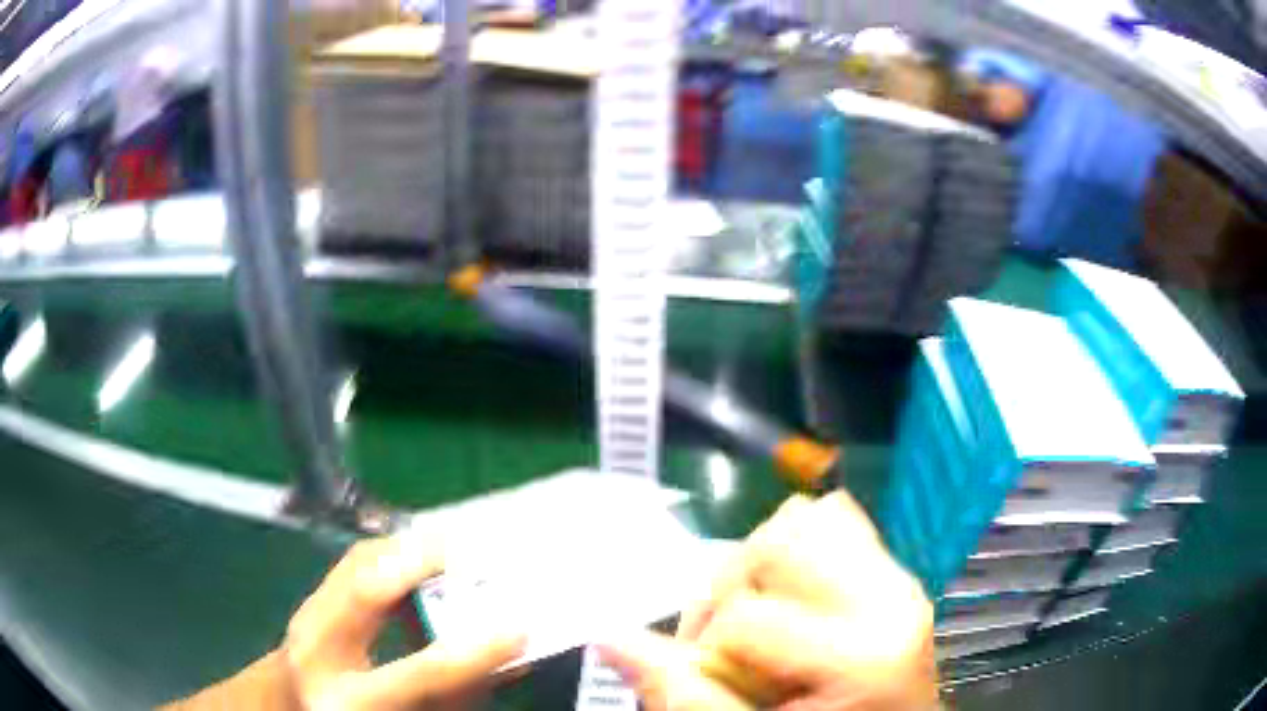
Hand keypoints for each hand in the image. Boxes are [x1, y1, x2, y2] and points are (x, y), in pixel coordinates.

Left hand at [165, 531, 525, 710]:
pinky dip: (391, 552)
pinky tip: (417, 556)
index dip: (473, 652)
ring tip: (454, 550)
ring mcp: (305, 618)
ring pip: (358, 565)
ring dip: (408, 549)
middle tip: (472, 553)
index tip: (519, 628)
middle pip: (366, 591)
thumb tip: (508, 660)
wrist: (290, 707)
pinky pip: (354, 563)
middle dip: (420, 562)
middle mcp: (318, 654)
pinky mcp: (308, 598)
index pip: (418, 673)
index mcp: (350, 701)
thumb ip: (456, 696)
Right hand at [598, 493, 936, 710]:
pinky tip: (791, 603)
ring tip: (760, 620)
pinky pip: (834, 521)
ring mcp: (900, 577)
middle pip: (779, 541)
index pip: (746, 613)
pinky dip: (794, 552)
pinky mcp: (894, 570)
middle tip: (730, 645)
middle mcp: (894, 597)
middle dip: (731, 589)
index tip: (709, 680)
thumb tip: (609, 639)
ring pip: (806, 519)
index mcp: (864, 653)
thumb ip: (683, 695)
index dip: (706, 649)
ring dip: (760, 566)